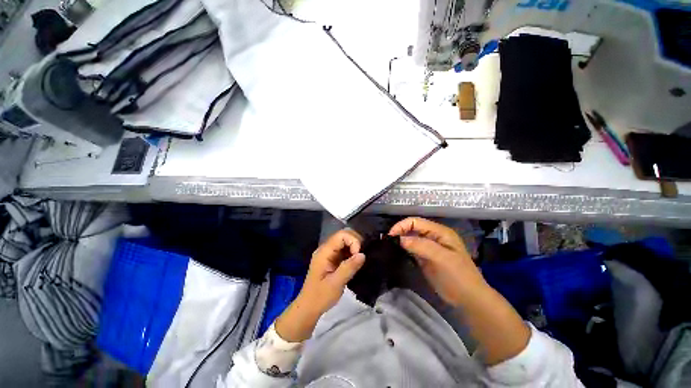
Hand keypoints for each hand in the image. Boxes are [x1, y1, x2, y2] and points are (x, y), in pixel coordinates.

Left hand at [275, 229, 364, 341]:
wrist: (309, 308)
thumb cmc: (320, 296)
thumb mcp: (336, 283)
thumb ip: (349, 267)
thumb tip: (362, 254)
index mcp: (324, 252)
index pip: (341, 235)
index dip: (353, 241)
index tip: (358, 255)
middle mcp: (326, 249)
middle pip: (343, 236)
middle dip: (355, 243)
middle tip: (360, 257)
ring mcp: (328, 254)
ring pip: (344, 242)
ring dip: (354, 248)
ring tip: (359, 260)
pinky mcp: (332, 259)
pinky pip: (344, 250)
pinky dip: (351, 253)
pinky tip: (355, 263)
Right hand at [390, 217, 487, 306]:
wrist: (468, 299)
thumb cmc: (458, 276)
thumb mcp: (442, 258)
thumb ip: (421, 246)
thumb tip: (399, 239)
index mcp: (440, 232)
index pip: (416, 222)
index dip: (402, 226)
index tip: (390, 236)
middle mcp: (433, 236)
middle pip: (412, 229)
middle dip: (399, 232)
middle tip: (387, 242)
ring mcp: (429, 247)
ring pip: (411, 238)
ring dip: (400, 241)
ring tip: (389, 246)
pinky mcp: (425, 257)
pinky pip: (412, 249)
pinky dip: (403, 249)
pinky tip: (396, 252)